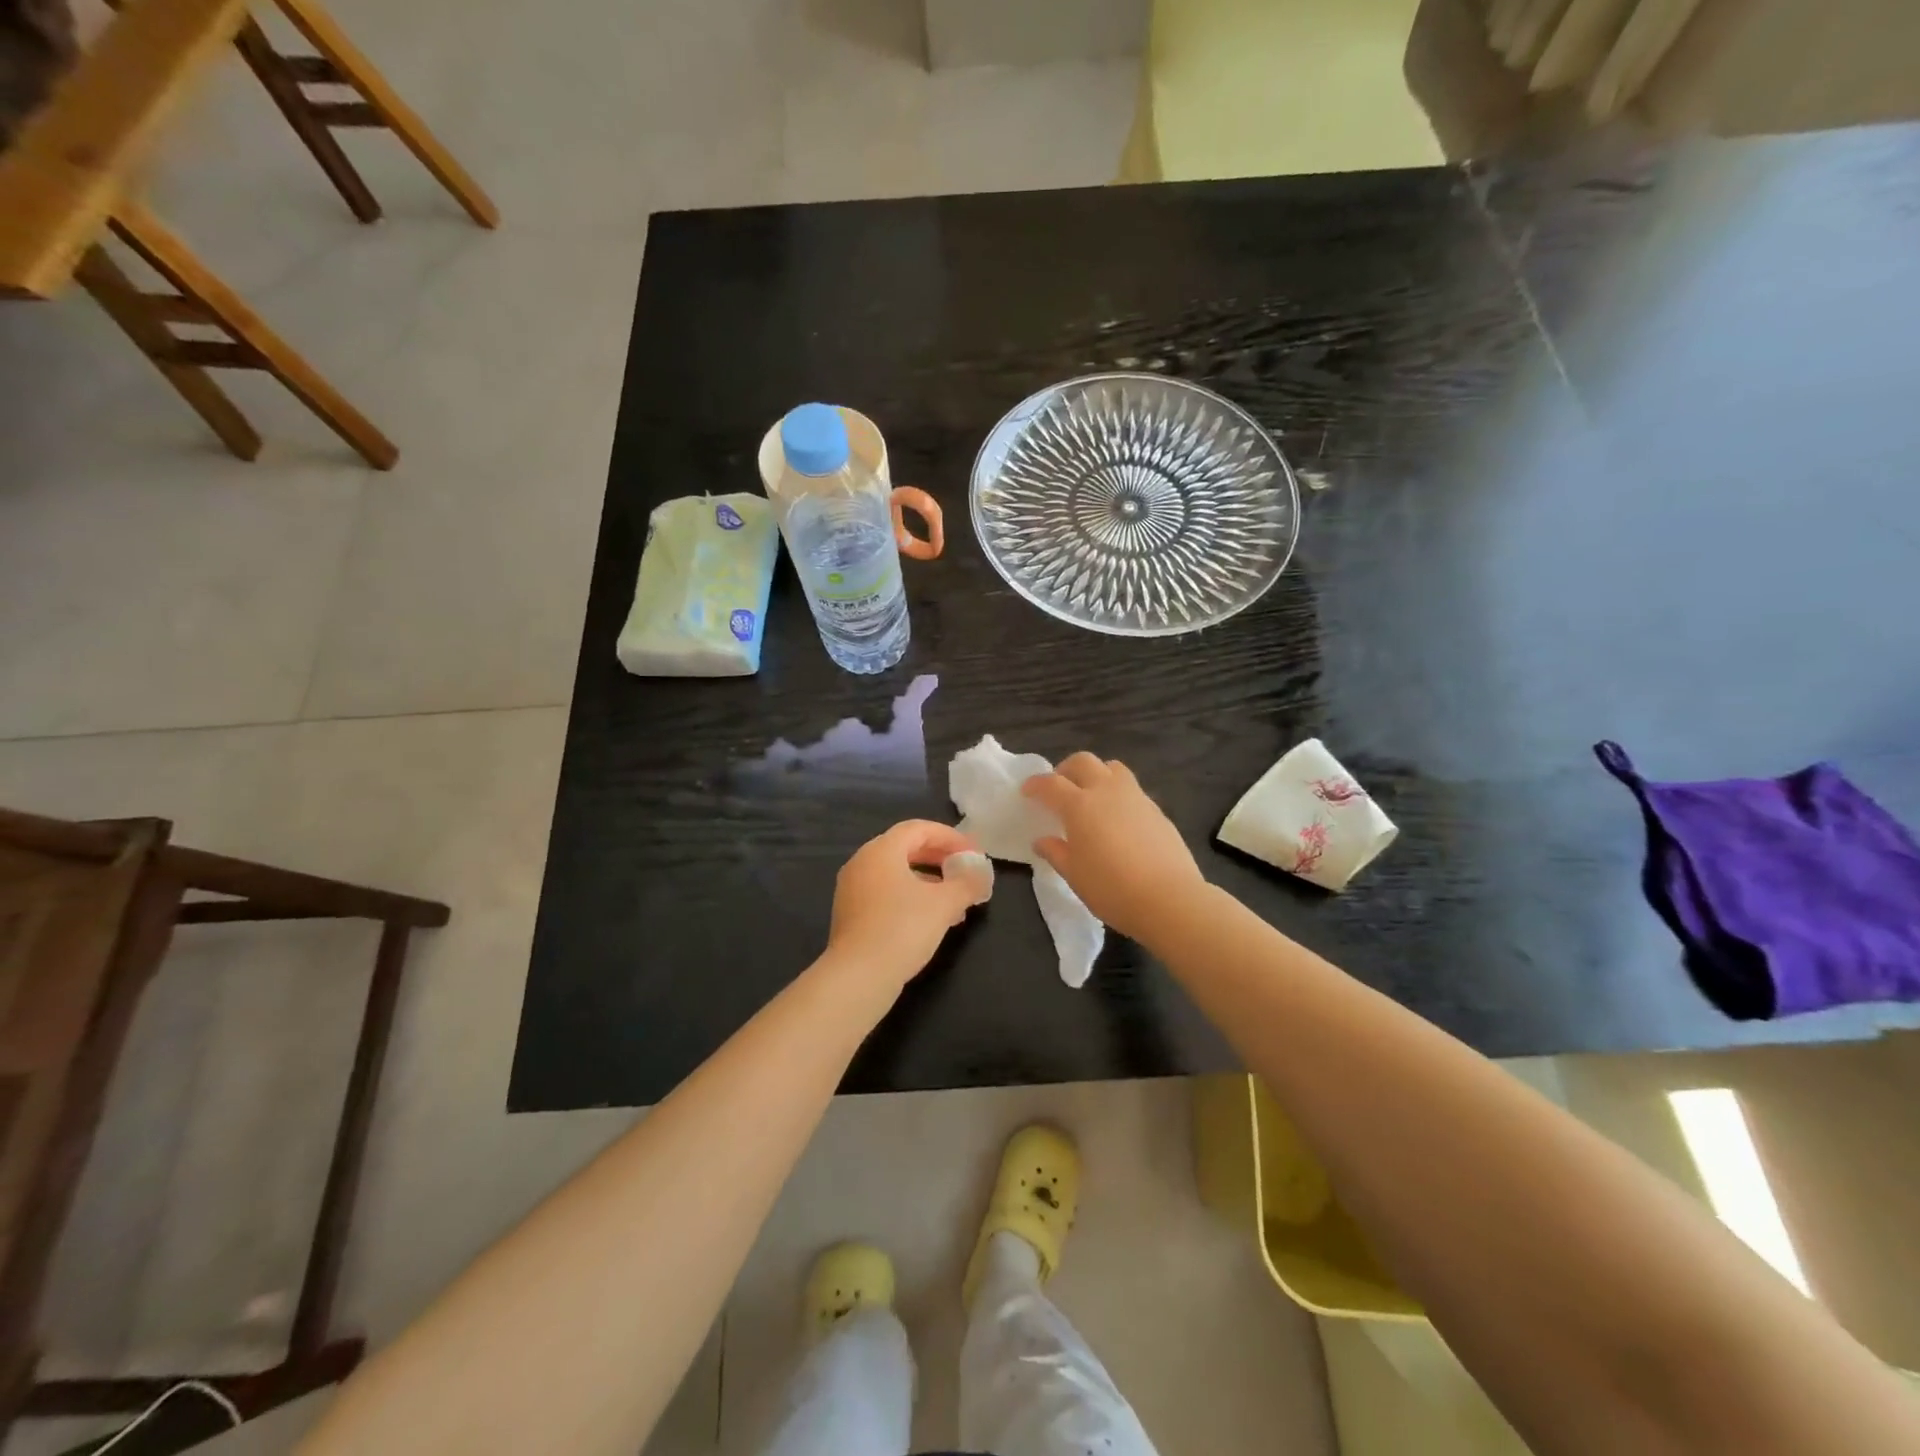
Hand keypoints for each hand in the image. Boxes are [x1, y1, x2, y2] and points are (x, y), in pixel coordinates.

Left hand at [827, 821, 986, 984]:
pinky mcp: (851, 913)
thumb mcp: (944, 904)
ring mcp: (852, 888)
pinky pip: (886, 892)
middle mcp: (862, 862)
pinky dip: (911, 897)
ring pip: (897, 873)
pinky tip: (932, 920)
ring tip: (956, 901)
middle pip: (906, 848)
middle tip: (965, 870)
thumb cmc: (903, 929)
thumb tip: (981, 875)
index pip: (919, 829)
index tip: (974, 853)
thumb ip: (967, 884)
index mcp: (881, 850)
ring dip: (929, 881)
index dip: (950, 837)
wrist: (858, 976)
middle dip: (939, 858)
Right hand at [1022, 753, 1206, 937]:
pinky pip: (1132, 789)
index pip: (1051, 784)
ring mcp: (1136, 797)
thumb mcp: (1074, 874)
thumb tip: (1042, 840)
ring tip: (1091, 796)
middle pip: (1083, 762)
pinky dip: (1117, 794)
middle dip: (1066, 769)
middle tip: (1059, 787)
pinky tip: (1117, 820)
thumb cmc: (1111, 888)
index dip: (1036, 784)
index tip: (1027, 791)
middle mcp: (1107, 791)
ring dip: (1096, 774)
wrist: (1169, 898)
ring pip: (1112, 768)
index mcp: (1080, 805)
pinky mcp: (1157, 810)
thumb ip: (1056, 852)